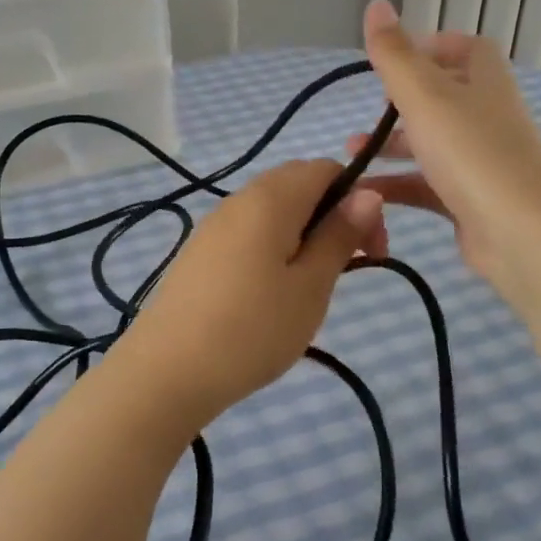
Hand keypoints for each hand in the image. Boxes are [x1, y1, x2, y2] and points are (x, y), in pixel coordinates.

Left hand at [120, 160, 384, 424]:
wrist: (168, 371)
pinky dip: (272, 249)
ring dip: (303, 234)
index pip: (326, 168)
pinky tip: (272, 293)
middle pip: (297, 185)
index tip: (372, 251)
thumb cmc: (253, 329)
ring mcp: (212, 227)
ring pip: (270, 212)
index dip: (359, 199)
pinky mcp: (198, 254)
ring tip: (310, 286)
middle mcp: (238, 200)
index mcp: (270, 198)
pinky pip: (246, 234)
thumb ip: (339, 235)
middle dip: (332, 215)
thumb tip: (367, 193)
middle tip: (347, 267)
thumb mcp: (310, 286)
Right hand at [350, 0, 540, 292]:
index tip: (393, 59)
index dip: (432, 46)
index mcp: (484, 83)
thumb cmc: (473, 154)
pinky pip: (428, 186)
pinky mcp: (470, 201)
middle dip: (401, 103)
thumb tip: (376, 4)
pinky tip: (365, 192)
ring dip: (393, 145)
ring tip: (352, 153)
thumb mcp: (425, 96)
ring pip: (431, 145)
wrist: (522, 233)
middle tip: (367, 112)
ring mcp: (481, 162)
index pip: (467, 49)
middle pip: (444, 98)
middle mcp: (486, 117)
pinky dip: (397, 185)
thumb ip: (395, 55)